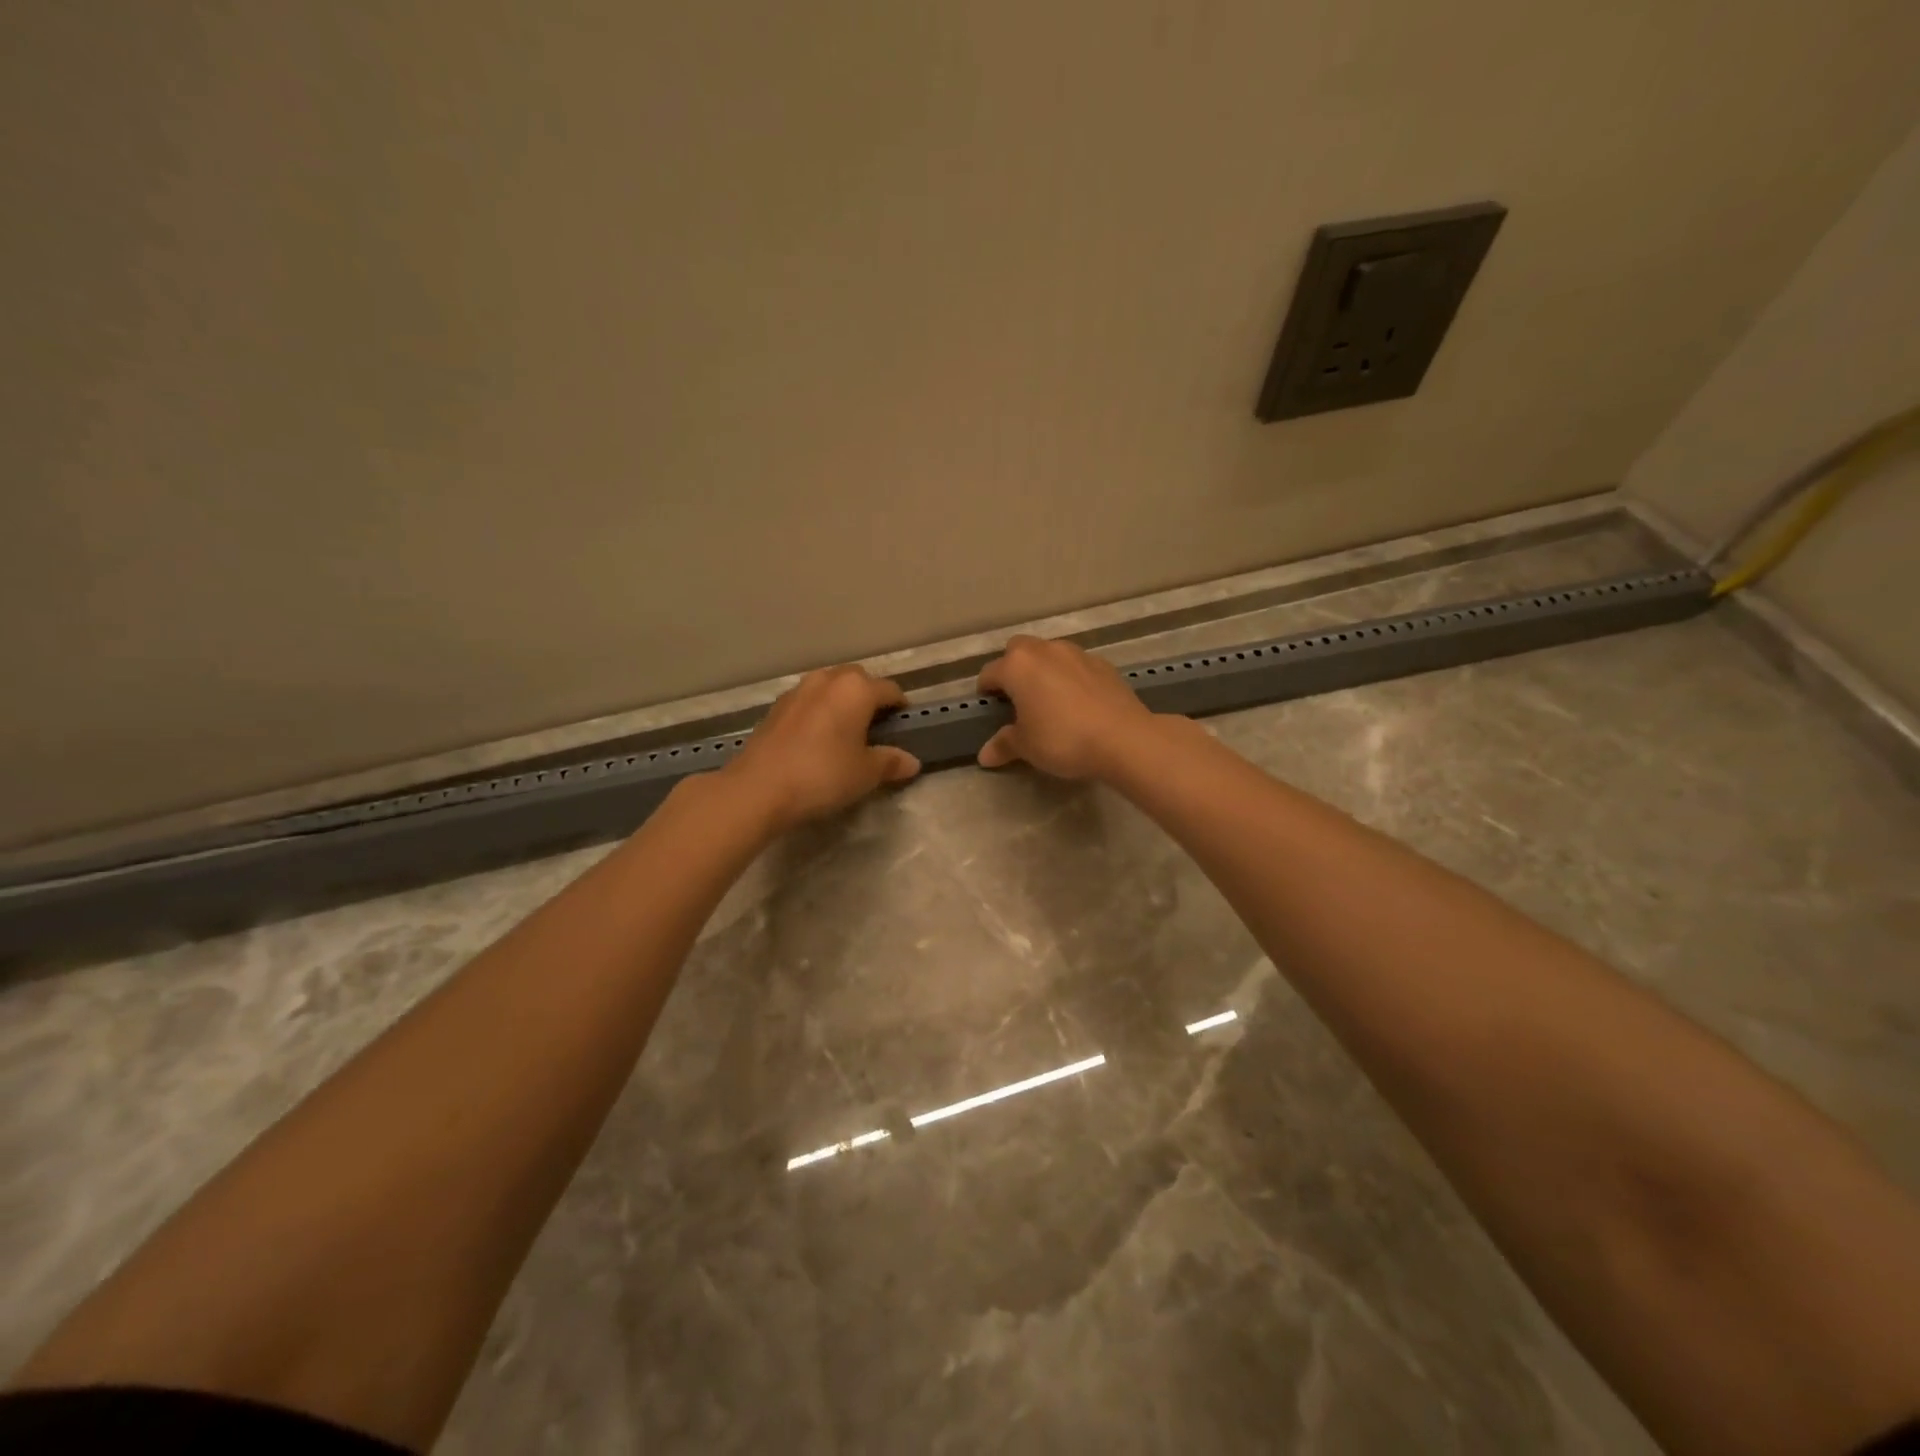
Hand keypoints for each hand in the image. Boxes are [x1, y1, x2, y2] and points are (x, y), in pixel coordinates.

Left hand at [722, 665, 920, 830]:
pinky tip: (817, 739)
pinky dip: (819, 712)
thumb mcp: (865, 773)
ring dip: (841, 702)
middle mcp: (828, 680)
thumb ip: (890, 763)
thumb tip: (911, 761)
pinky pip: (808, 702)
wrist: (759, 788)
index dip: (901, 707)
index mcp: (856, 689)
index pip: (890, 690)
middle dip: (870, 697)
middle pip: (858, 680)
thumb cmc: (823, 775)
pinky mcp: (776, 708)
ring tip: (846, 731)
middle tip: (876, 727)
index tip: (904, 726)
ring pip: (830, 687)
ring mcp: (798, 691)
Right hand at [976, 636, 1159, 780]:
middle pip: (1018, 650)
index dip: (985, 691)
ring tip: (1048, 698)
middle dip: (1013, 668)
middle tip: (1017, 697)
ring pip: (1050, 653)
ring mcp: (1077, 653)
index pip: (990, 673)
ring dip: (1043, 669)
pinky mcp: (1103, 664)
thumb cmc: (1062, 739)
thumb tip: (984, 755)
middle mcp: (1044, 650)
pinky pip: (1076, 665)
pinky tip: (1078, 702)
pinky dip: (1070, 677)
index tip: (988, 707)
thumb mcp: (1027, 747)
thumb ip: (1004, 745)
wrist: (1123, 738)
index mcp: (1018, 666)